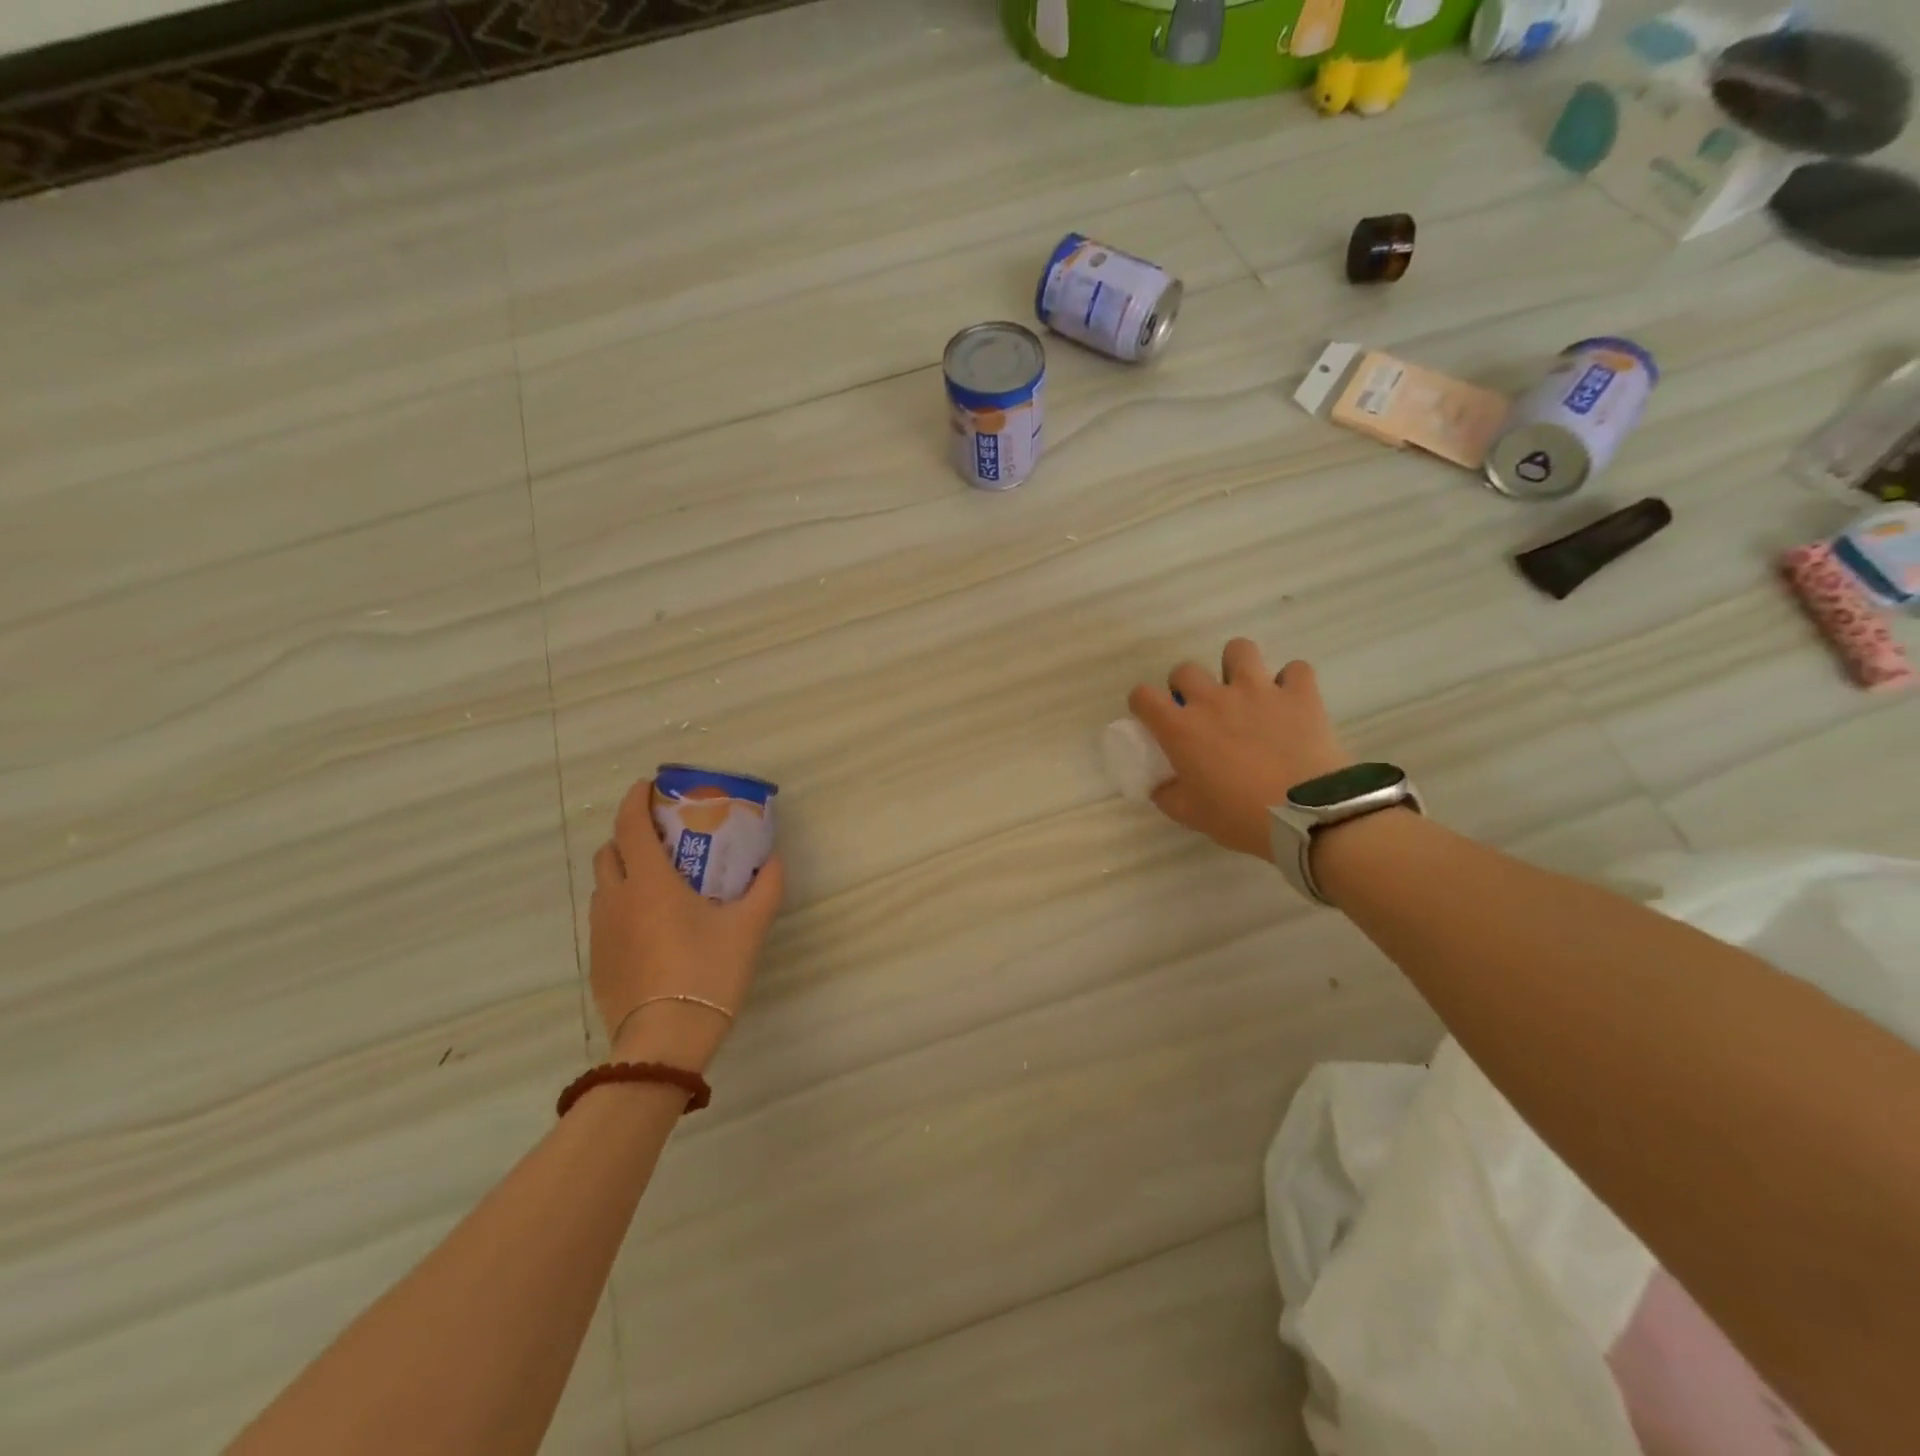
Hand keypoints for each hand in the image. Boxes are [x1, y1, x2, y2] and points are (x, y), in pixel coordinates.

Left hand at [589, 778, 784, 1073]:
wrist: (666, 1041)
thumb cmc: (707, 972)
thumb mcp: (748, 927)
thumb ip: (766, 888)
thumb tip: (775, 860)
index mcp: (649, 882)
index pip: (629, 824)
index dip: (635, 799)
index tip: (649, 787)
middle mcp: (616, 899)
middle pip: (609, 850)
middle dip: (629, 835)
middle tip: (662, 839)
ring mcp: (601, 932)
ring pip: (604, 885)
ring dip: (624, 871)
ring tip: (658, 883)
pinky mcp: (597, 961)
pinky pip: (605, 918)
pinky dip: (622, 906)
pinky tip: (651, 928)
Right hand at [1127, 640, 1353, 860]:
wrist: (1306, 816)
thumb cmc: (1239, 817)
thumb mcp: (1191, 815)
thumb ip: (1168, 794)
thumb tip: (1160, 786)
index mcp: (1181, 728)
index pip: (1143, 696)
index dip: (1142, 704)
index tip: (1152, 718)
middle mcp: (1213, 699)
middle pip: (1185, 669)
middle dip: (1186, 686)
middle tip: (1200, 710)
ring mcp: (1258, 690)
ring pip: (1239, 649)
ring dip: (1237, 666)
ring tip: (1245, 689)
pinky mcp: (1298, 694)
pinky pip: (1295, 669)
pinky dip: (1291, 682)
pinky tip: (1290, 701)